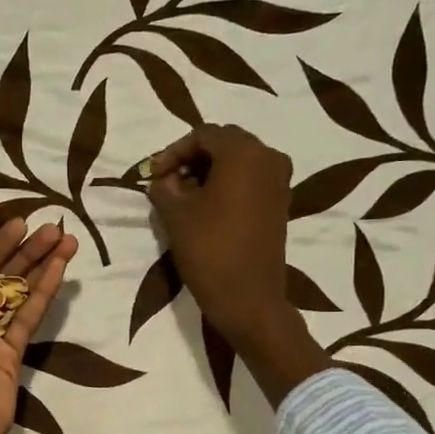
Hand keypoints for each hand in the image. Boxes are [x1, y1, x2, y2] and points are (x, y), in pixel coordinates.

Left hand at [0, 219, 78, 433]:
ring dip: (42, 265)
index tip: (18, 224)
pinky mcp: (14, 352)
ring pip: (20, 292)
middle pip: (1, 277)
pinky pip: (30, 315)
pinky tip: (60, 268)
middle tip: (52, 227)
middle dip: (26, 252)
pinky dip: (44, 292)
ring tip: (67, 239)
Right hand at [147, 125, 329, 406]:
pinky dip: (227, 184)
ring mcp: (279, 181)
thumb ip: (164, 187)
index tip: (154, 175)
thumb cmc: (209, 250)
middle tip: (167, 181)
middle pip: (224, 143)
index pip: (203, 135)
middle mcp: (269, 158)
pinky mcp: (280, 203)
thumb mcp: (175, 215)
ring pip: (238, 161)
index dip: (173, 151)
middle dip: (193, 158)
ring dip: (209, 171)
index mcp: (244, 153)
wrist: (248, 298)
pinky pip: (250, 179)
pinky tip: (205, 206)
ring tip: (183, 195)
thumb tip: (164, 179)